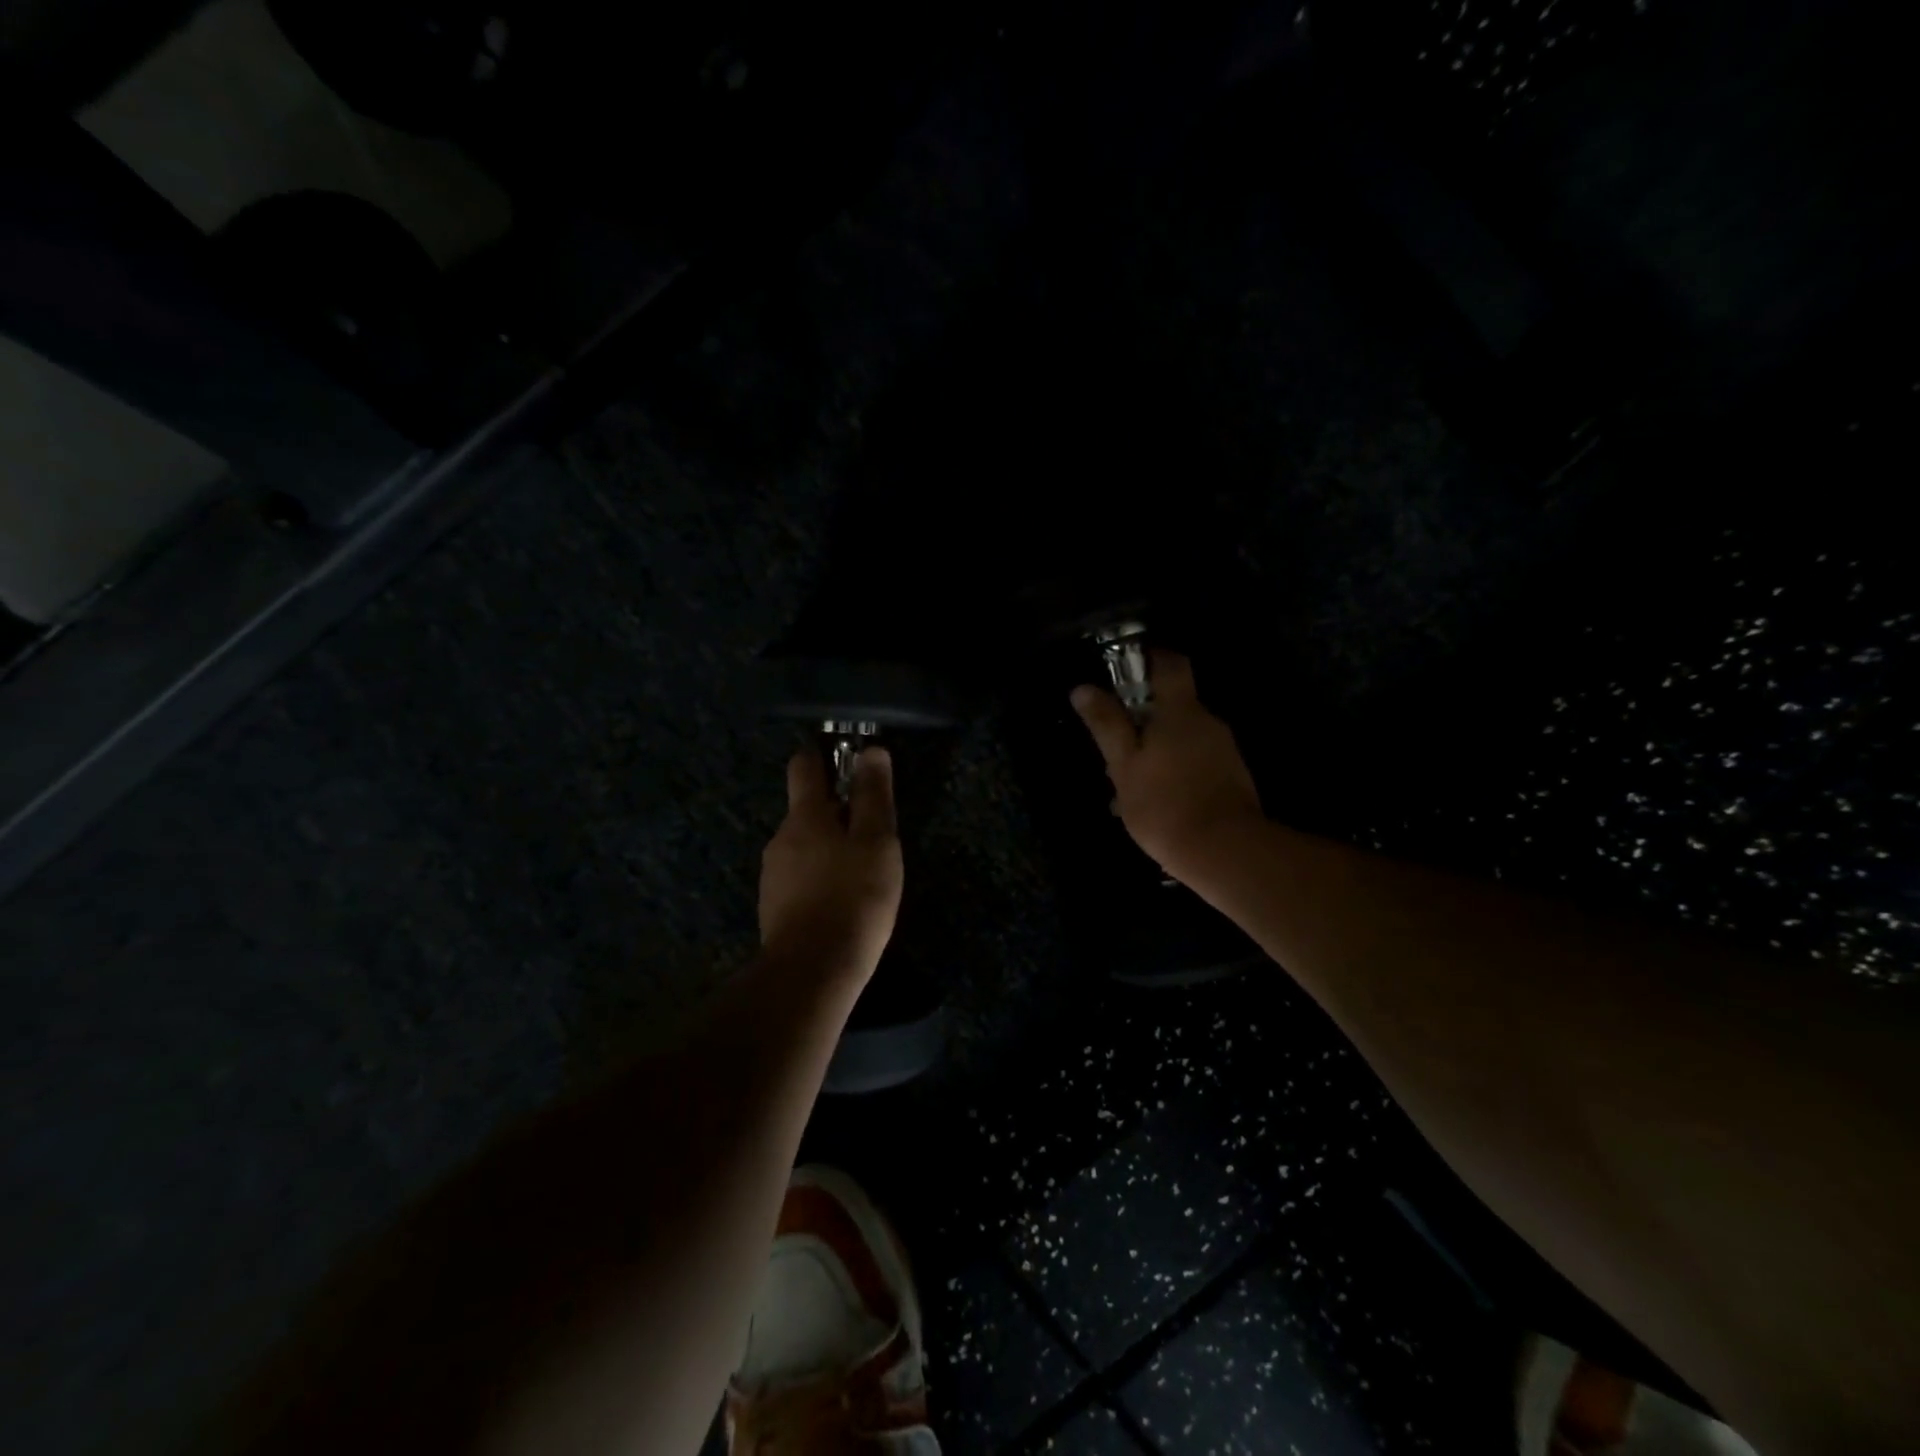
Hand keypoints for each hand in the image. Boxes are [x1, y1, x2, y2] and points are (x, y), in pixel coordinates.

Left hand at [759, 747, 904, 985]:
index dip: (823, 755)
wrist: (813, 971)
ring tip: (860, 872)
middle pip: (806, 809)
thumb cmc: (853, 897)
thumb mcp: (876, 842)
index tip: (845, 758)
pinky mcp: (773, 907)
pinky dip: (819, 878)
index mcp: (805, 816)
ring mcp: (773, 875)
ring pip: (803, 846)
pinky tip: (840, 901)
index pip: (804, 765)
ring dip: (828, 848)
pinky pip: (799, 878)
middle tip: (871, 832)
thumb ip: (873, 796)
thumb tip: (872, 751)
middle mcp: (780, 838)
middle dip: (835, 812)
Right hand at [1071, 651, 1264, 883]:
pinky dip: (1173, 772)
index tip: (1125, 671)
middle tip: (1115, 746)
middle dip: (1144, 719)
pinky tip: (1155, 804)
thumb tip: (1083, 688)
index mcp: (1180, 711)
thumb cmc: (1164, 803)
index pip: (1171, 664)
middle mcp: (1208, 723)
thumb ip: (1106, 724)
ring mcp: (1224, 751)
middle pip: (1174, 705)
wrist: (1225, 852)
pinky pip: (1195, 763)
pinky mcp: (1231, 779)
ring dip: (1156, 752)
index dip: (1150, 659)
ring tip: (1128, 786)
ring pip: (1182, 739)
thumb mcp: (1123, 765)